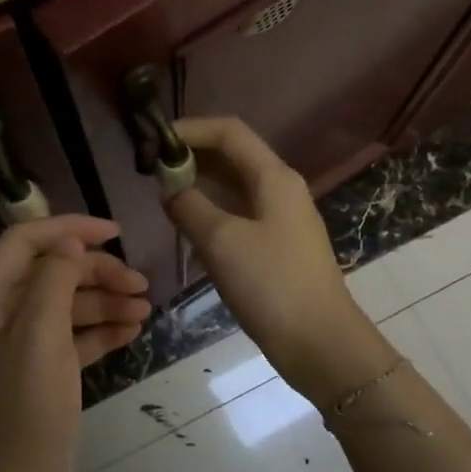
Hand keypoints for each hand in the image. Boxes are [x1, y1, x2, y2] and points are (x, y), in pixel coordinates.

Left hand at [0, 216, 150, 471]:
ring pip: (66, 306)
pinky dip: (102, 330)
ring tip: (145, 310)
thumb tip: (69, 241)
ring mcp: (21, 348)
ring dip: (105, 301)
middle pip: (50, 272)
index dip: (69, 229)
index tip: (116, 233)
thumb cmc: (25, 408)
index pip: (24, 241)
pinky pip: (74, 338)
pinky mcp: (43, 375)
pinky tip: (133, 331)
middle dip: (95, 271)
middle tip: (140, 284)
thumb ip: (53, 279)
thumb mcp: (38, 335)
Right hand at [163, 118, 389, 403]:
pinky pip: (238, 213)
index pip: (228, 132)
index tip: (152, 143)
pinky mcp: (277, 246)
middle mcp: (280, 189)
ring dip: (199, 183)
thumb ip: (188, 206)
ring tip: (162, 194)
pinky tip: (188, 224)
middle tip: (151, 170)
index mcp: (273, 177)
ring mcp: (281, 219)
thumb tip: (168, 187)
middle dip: (191, 156)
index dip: (189, 129)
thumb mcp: (221, 241)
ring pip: (234, 186)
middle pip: (232, 156)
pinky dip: (211, 210)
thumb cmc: (271, 285)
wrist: (319, 342)